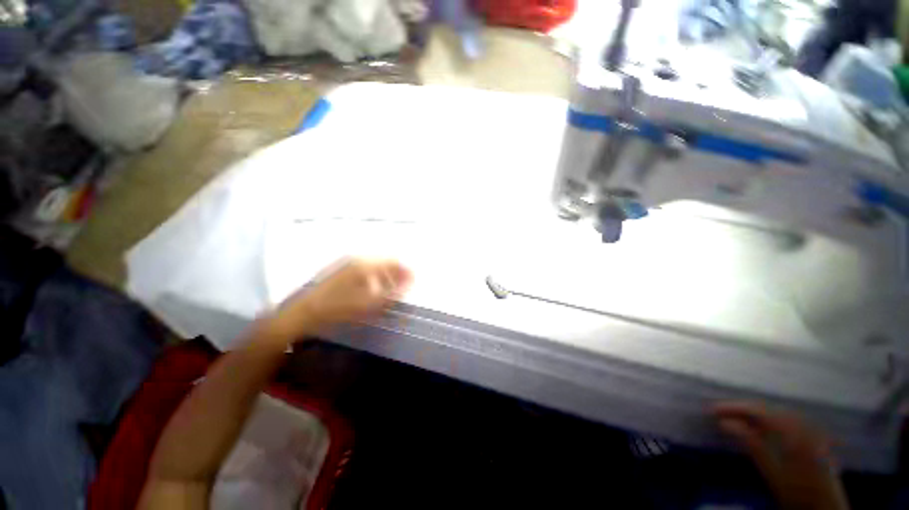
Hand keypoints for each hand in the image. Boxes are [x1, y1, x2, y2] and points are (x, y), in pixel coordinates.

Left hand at [265, 258, 411, 342]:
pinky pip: (365, 270)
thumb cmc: (338, 308)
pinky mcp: (340, 271)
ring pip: (374, 266)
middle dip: (396, 273)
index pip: (392, 261)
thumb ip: (392, 292)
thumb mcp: (369, 303)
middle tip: (404, 287)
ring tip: (391, 290)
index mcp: (364, 264)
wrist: (302, 313)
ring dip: (386, 276)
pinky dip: (374, 278)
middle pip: (384, 262)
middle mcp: (357, 260)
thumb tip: (410, 281)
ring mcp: (346, 265)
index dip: (405, 270)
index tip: (414, 280)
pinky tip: (374, 289)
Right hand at [713, 402, 848, 509]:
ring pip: (777, 415)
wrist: (825, 509)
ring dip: (754, 415)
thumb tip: (724, 422)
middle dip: (743, 410)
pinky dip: (768, 423)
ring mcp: (810, 432)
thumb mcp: (772, 472)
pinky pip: (786, 423)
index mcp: (794, 432)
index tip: (712, 409)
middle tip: (720, 413)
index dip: (734, 408)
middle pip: (768, 410)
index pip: (759, 411)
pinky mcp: (812, 439)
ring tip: (735, 418)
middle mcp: (803, 426)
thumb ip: (751, 444)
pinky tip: (760, 429)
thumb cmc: (797, 493)